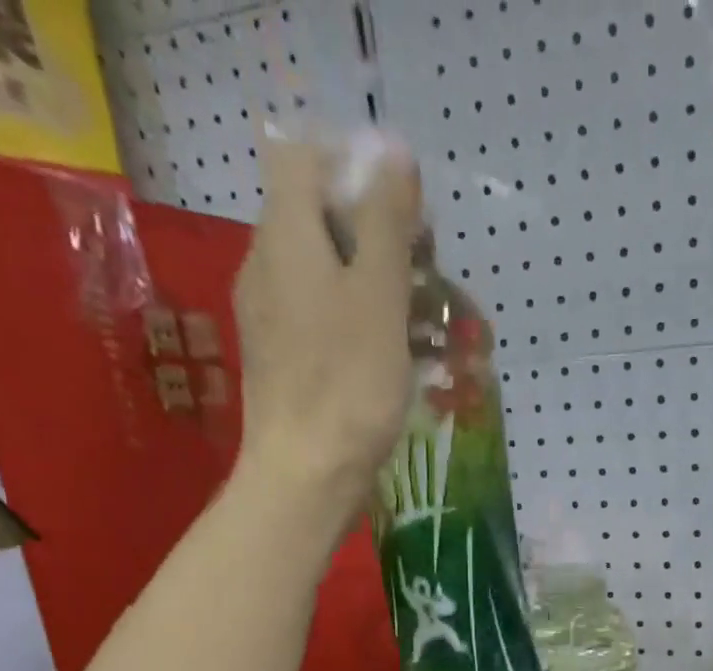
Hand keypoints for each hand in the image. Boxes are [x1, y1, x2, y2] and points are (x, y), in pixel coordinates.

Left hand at [233, 131, 421, 541]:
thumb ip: (385, 222)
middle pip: (327, 221)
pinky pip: (330, 322)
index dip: (358, 169)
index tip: (408, 213)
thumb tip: (391, 151)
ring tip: (441, 329)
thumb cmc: (348, 384)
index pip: (306, 158)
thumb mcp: (378, 296)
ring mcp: (276, 317)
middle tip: (435, 278)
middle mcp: (271, 266)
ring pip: (335, 277)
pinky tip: (410, 361)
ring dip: (389, 290)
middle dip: (387, 240)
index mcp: (287, 236)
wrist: (306, 477)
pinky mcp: (288, 361)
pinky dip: (371, 328)